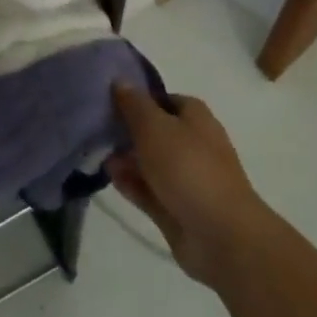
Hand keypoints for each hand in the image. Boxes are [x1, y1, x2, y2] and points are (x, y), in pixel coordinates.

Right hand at [107, 84, 273, 286]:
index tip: (108, 100)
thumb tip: (120, 81)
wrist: (221, 236)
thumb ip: (134, 104)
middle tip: (95, 128)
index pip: (162, 98)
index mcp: (195, 117)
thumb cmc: (188, 168)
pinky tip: (109, 177)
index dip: (137, 98)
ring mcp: (185, 178)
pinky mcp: (176, 207)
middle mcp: (192, 144)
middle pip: (154, 130)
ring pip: (150, 162)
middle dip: (127, 130)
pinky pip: (148, 189)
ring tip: (96, 153)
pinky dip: (131, 183)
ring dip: (126, 158)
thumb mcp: (154, 126)